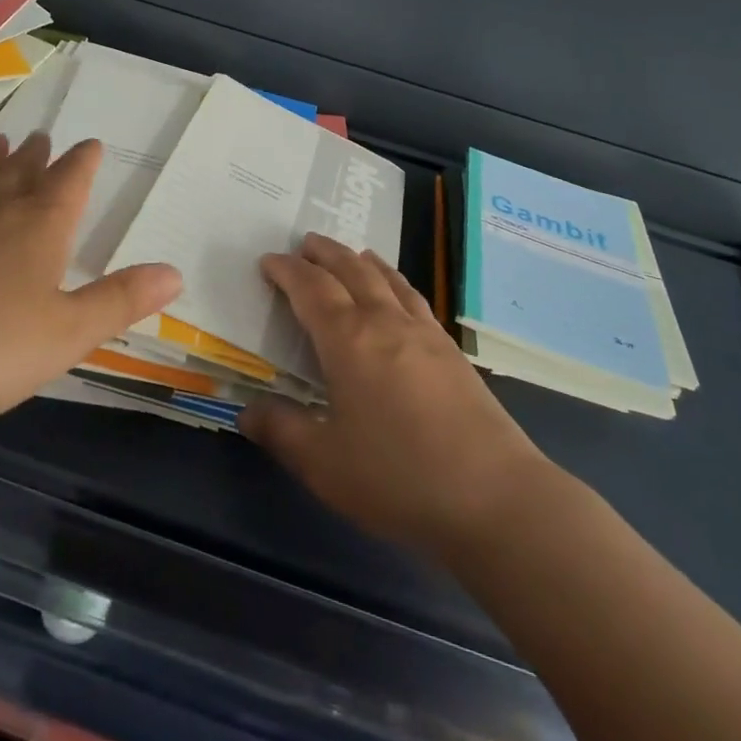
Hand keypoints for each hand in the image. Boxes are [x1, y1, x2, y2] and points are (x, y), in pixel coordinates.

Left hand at [0, 133, 181, 436]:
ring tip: (1, 141)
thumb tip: (176, 272)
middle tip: (42, 138)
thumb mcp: (68, 333)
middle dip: (37, 154)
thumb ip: (121, 300)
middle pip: (21, 168)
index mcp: (41, 225)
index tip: (91, 144)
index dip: (84, 162)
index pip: (70, 180)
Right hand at [241, 234, 548, 560]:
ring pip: (387, 279)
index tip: (268, 261)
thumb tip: (247, 411)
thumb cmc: (398, 477)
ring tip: (351, 254)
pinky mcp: (452, 351)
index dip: (286, 270)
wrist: (494, 496)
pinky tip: (398, 296)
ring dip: (361, 261)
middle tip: (305, 244)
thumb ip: (281, 432)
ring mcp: (424, 333)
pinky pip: (414, 298)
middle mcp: (385, 322)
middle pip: (351, 270)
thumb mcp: (323, 464)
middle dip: (324, 253)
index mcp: (348, 340)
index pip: (311, 288)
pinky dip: (395, 282)